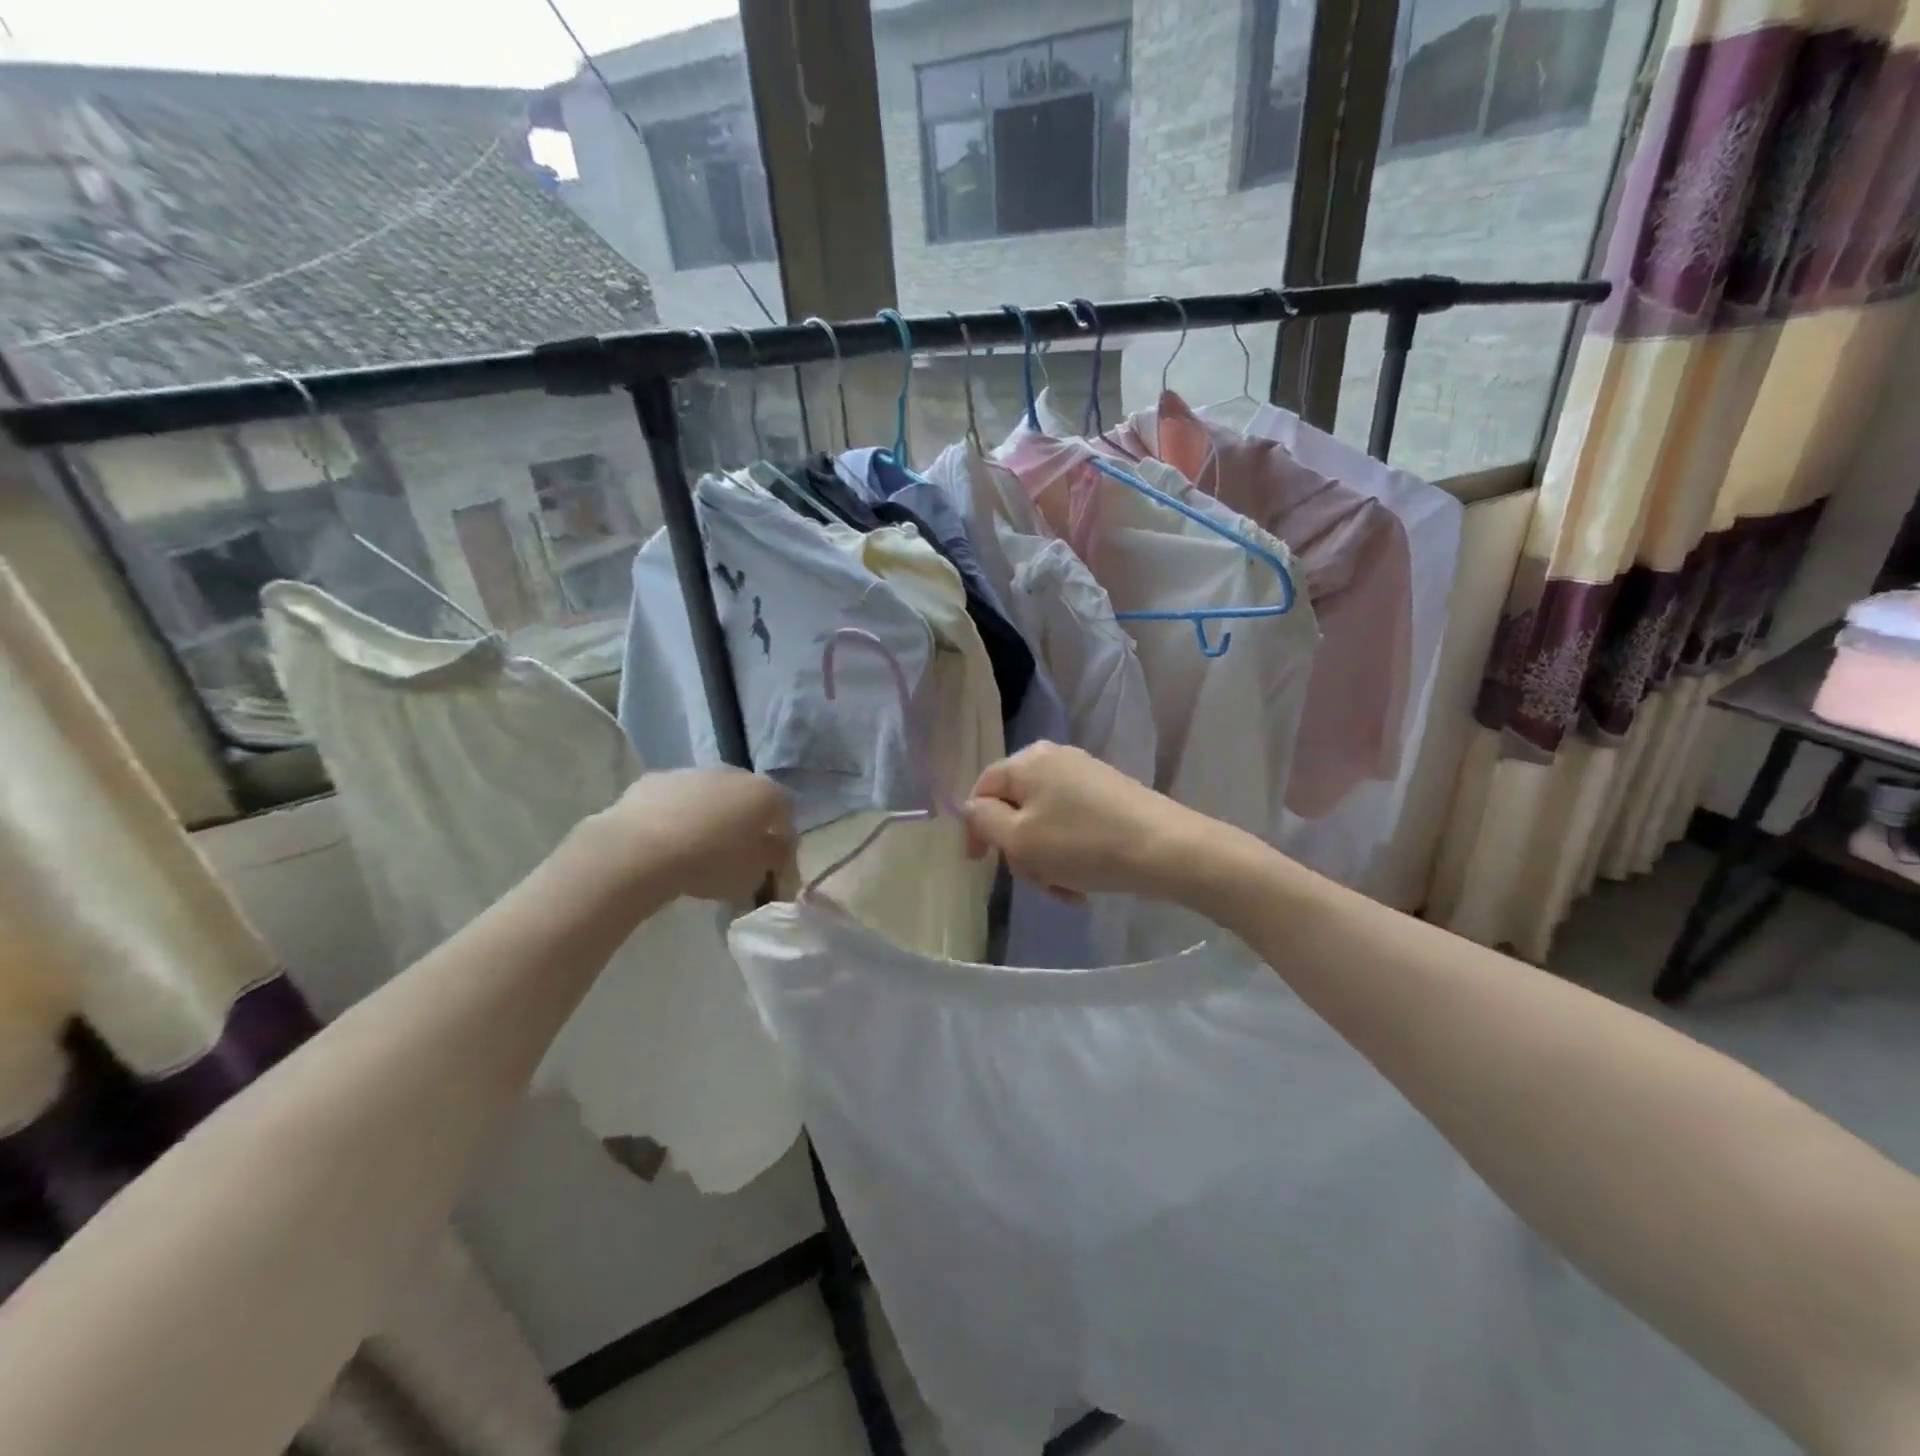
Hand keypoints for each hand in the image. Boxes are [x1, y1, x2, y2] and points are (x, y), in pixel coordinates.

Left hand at [600, 769, 795, 903]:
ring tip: (696, 850)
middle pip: (747, 798)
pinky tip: (665, 842)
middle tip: (735, 854)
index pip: (785, 814)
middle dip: (745, 823)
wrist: (640, 850)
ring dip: (709, 817)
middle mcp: (733, 774)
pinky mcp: (656, 780)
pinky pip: (675, 800)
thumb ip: (770, 859)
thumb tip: (772, 849)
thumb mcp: (753, 875)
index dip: (782, 840)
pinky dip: (676, 816)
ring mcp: (692, 773)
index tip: (773, 864)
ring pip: (709, 796)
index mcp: (764, 794)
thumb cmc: (709, 863)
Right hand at [962, 743, 1207, 902]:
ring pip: (1045, 822)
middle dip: (1019, 849)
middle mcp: (1055, 758)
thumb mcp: (1019, 838)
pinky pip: (1073, 825)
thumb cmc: (1082, 844)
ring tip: (1066, 890)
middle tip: (1036, 881)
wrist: (1167, 849)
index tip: (980, 864)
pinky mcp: (1111, 795)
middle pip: (1015, 808)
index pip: (982, 788)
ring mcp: (1086, 775)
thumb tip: (973, 808)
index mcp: (1028, 761)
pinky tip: (1085, 883)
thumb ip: (984, 821)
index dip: (975, 828)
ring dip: (1046, 860)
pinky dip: (1070, 855)